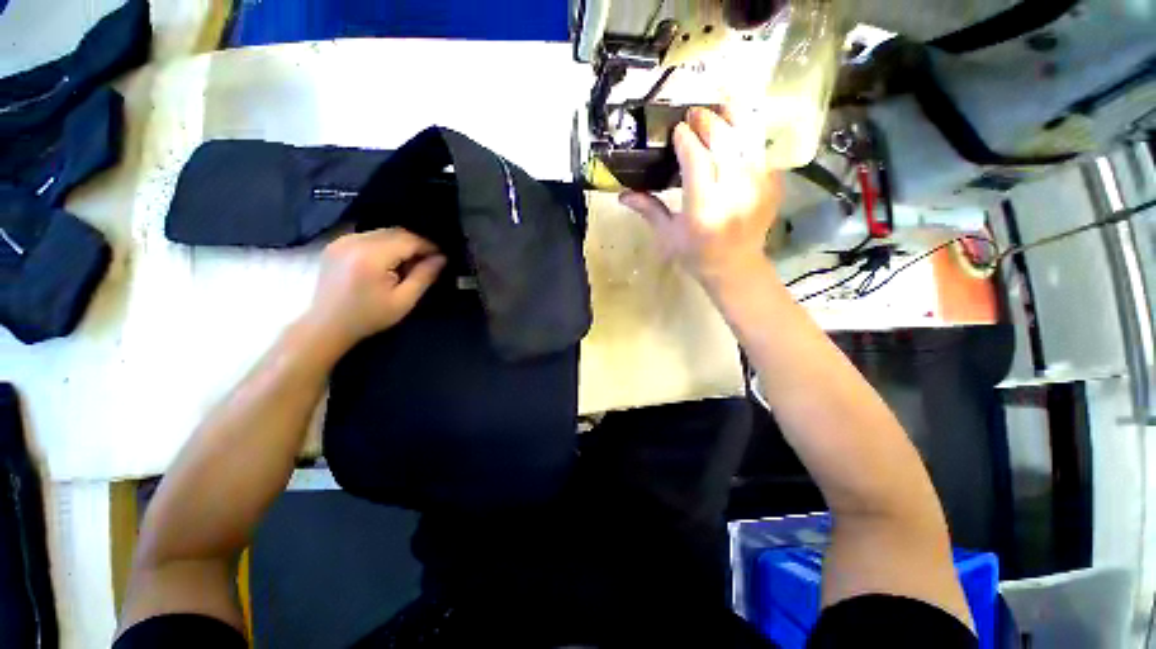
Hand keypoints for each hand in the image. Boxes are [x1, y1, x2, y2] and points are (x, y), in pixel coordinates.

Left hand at [303, 228, 445, 352]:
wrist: (327, 325)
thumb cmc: (368, 317)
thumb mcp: (404, 301)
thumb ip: (424, 276)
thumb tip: (442, 258)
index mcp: (371, 257)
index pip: (408, 240)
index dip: (428, 246)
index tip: (442, 257)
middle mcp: (355, 242)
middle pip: (396, 232)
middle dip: (416, 244)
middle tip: (429, 261)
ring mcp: (342, 240)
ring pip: (383, 232)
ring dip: (401, 244)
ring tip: (410, 263)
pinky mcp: (337, 243)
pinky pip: (369, 236)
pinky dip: (385, 244)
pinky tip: (389, 262)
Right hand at [620, 106, 778, 284]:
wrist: (735, 266)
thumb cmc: (696, 254)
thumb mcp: (668, 235)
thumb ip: (649, 210)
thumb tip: (622, 195)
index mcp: (703, 209)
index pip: (696, 160)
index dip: (686, 139)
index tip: (677, 129)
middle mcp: (733, 193)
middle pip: (724, 141)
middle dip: (708, 121)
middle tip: (694, 114)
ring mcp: (758, 186)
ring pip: (749, 137)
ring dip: (734, 116)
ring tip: (720, 105)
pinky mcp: (773, 184)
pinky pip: (763, 148)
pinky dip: (751, 132)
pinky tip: (739, 126)